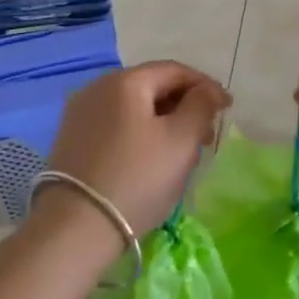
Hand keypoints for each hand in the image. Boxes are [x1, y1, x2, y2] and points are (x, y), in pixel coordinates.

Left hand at [43, 61, 230, 235]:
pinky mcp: (71, 140)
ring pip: (134, 108)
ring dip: (163, 122)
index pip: (175, 71)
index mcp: (125, 81)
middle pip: (152, 86)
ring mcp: (80, 114)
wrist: (75, 228)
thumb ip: (201, 106)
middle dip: (185, 106)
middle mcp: (97, 88)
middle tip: (207, 135)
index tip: (227, 109)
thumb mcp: (181, 140)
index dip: (206, 86)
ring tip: (183, 151)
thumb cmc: (137, 178)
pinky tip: (151, 159)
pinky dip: (140, 134)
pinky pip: (116, 125)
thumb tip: (206, 91)